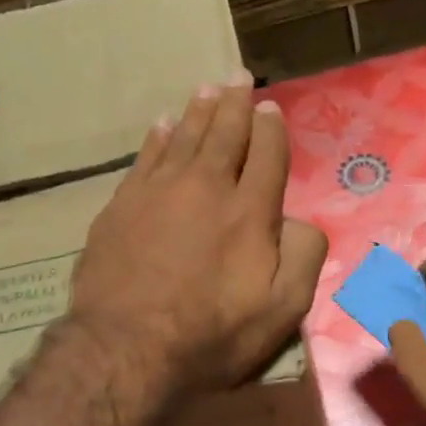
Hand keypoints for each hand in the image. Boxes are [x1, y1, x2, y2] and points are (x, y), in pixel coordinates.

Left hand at [72, 74, 327, 392]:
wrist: (126, 347)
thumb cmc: (211, 335)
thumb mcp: (281, 310)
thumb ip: (303, 256)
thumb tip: (301, 220)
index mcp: (250, 211)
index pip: (266, 154)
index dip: (270, 128)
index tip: (270, 108)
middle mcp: (205, 187)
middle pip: (224, 133)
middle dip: (236, 103)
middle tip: (239, 77)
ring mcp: (158, 192)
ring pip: (183, 137)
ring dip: (199, 110)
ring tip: (208, 89)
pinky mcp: (121, 205)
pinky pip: (145, 157)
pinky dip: (157, 137)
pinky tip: (162, 124)